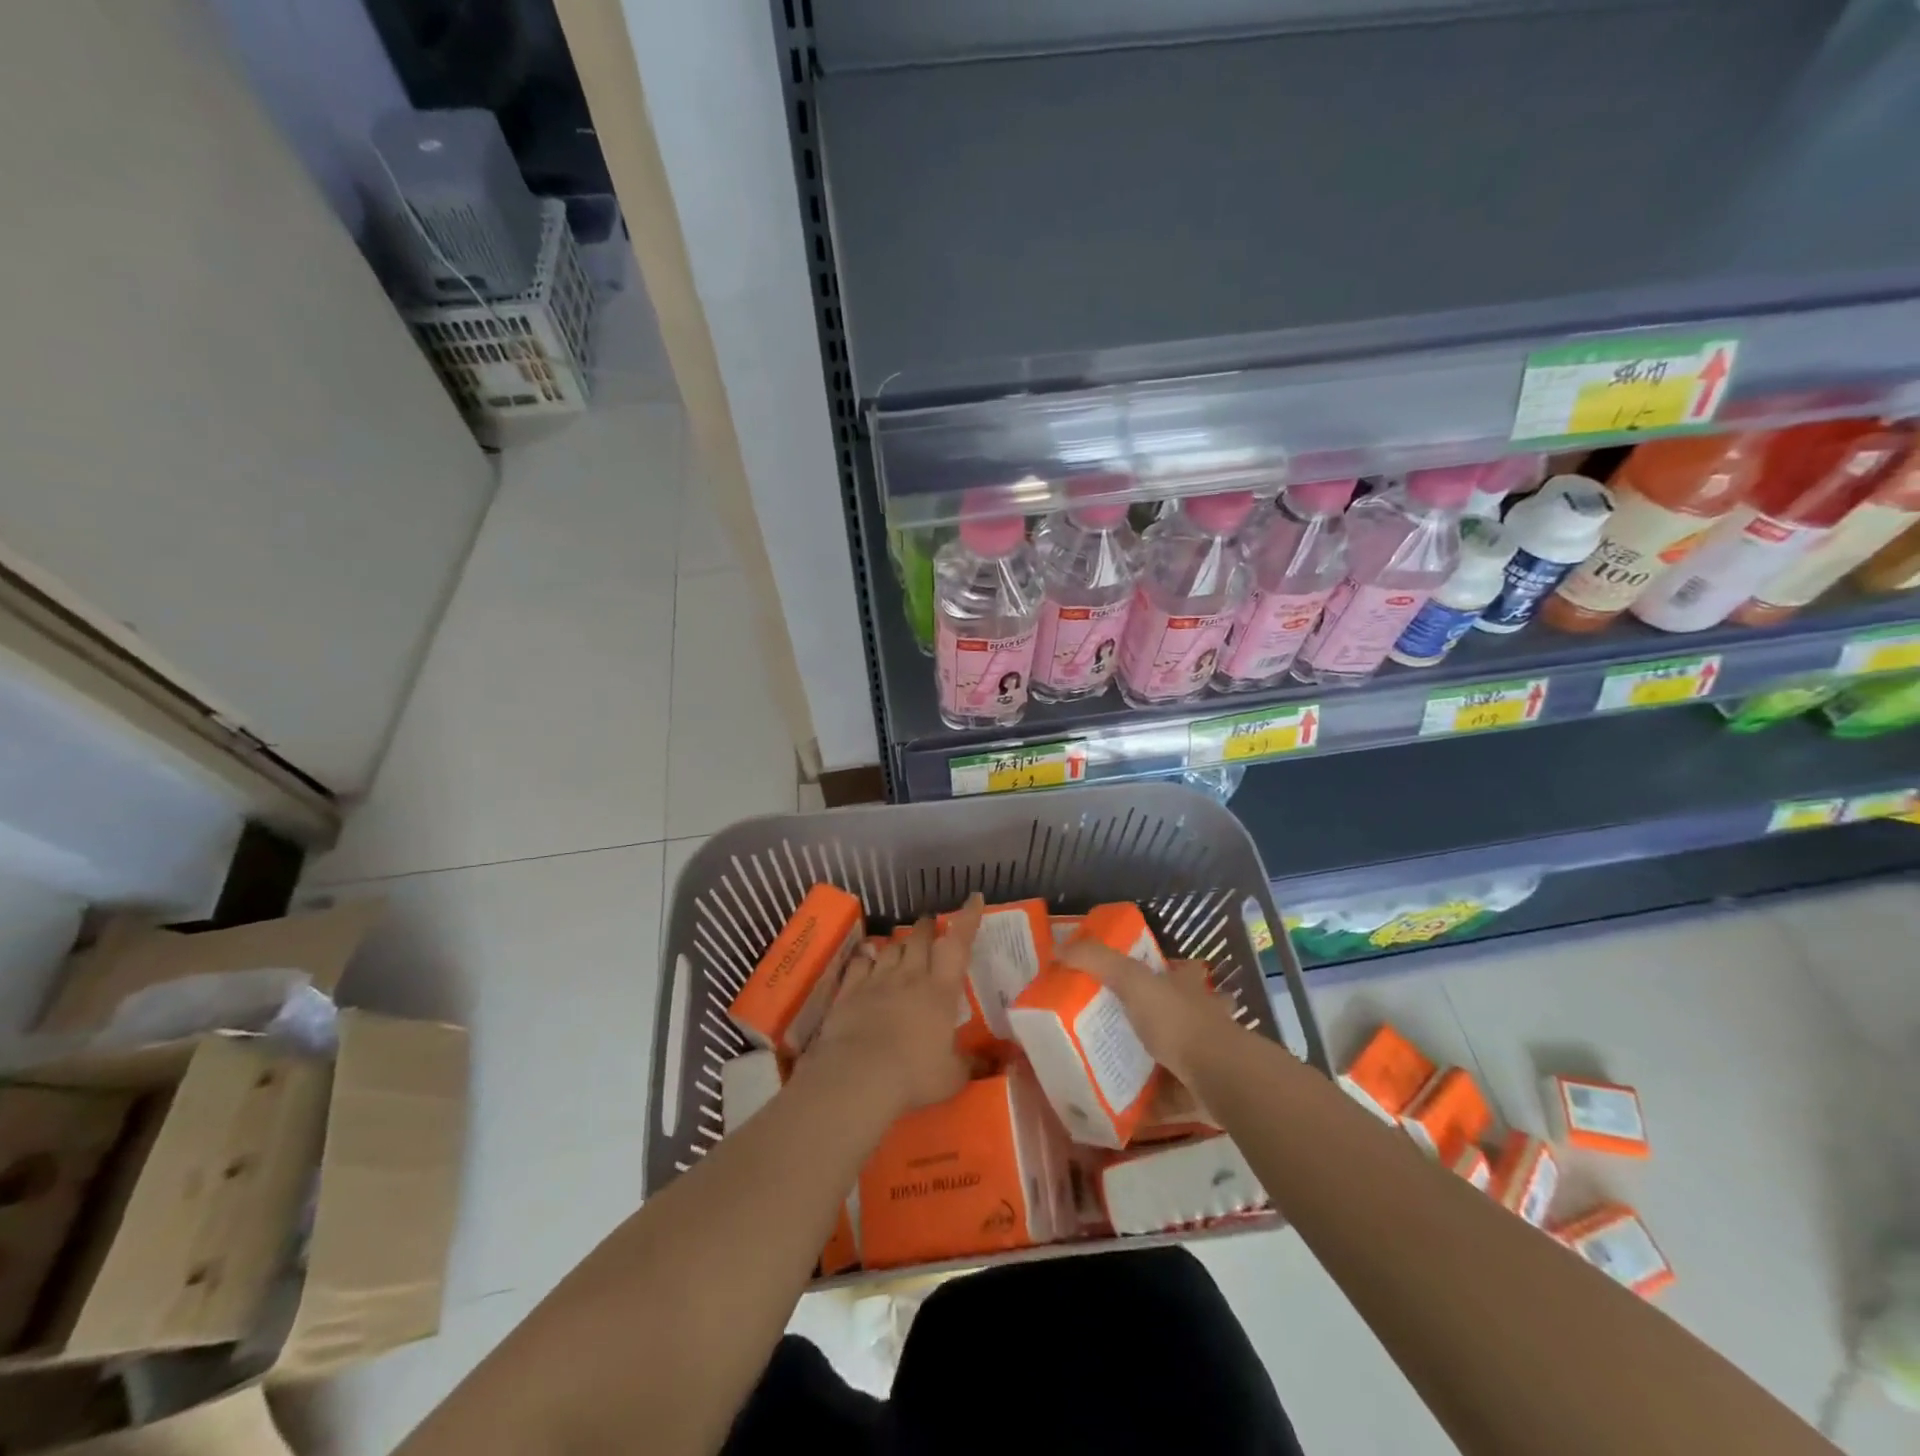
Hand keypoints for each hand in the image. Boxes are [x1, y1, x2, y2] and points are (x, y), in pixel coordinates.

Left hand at [808, 895, 981, 1114]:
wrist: (857, 1076)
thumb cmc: (913, 1075)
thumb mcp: (952, 1076)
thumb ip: (971, 1063)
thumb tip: (995, 1062)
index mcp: (940, 991)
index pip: (958, 945)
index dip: (967, 919)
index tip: (973, 898)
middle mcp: (910, 976)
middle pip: (920, 938)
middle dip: (928, 926)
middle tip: (932, 923)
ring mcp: (877, 980)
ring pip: (891, 948)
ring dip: (900, 942)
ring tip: (902, 943)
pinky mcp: (850, 991)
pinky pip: (860, 963)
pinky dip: (866, 957)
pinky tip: (867, 956)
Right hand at [1058, 940, 1241, 1087]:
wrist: (1218, 1077)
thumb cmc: (1178, 1020)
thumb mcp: (1132, 980)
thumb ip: (1097, 961)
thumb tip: (1058, 947)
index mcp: (1187, 987)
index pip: (1181, 970)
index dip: (1169, 970)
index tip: (1144, 976)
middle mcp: (1201, 1017)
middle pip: (1183, 1013)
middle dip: (1161, 1019)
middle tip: (1122, 1026)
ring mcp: (1204, 1056)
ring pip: (1179, 1054)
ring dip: (1155, 1060)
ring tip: (1116, 1065)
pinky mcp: (1199, 1091)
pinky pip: (1170, 1095)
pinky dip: (1151, 1101)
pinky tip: (1125, 1105)